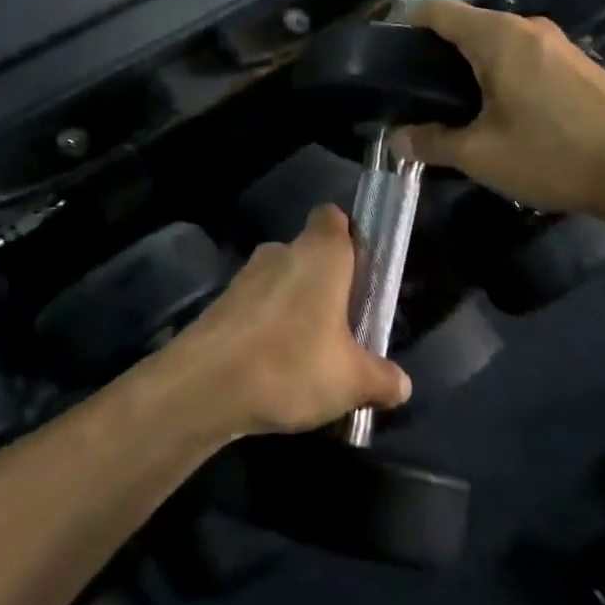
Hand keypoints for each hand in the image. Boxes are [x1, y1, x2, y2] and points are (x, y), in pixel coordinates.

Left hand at [170, 207, 410, 437]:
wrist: (203, 387)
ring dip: (294, 308)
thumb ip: (381, 378)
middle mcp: (281, 251)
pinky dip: (267, 328)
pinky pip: (256, 307)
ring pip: (281, 282)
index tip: (361, 274)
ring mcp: (245, 276)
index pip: (333, 217)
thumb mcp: (351, 381)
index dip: (349, 238)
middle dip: (326, 284)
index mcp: (321, 253)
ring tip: (308, 356)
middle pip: (310, 254)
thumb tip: (401, 385)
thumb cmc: (291, 364)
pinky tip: (273, 369)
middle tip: (343, 327)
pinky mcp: (220, 304)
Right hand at [397, 0, 604, 224]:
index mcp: (498, 38)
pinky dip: (504, 73)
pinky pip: (526, 56)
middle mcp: (528, 27)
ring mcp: (559, 43)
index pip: (438, 11)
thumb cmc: (553, 154)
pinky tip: (504, 112)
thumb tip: (397, 140)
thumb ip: (433, 143)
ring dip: (473, 66)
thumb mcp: (481, 156)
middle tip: (419, 94)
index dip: (407, 26)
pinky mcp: (579, 63)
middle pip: (469, 25)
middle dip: (439, 53)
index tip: (390, 57)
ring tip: (457, 108)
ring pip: (499, 42)